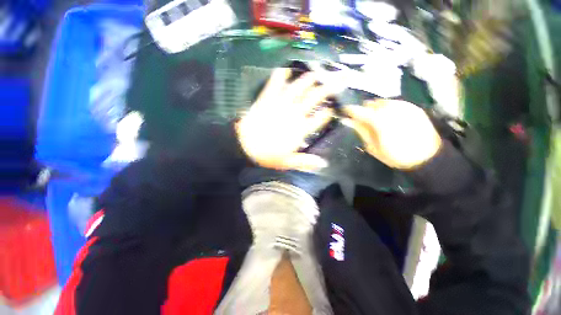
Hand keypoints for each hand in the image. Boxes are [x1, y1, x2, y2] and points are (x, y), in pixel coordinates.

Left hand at [236, 68, 338, 171]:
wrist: (244, 146)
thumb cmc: (267, 155)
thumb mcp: (287, 162)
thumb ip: (305, 162)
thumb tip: (323, 164)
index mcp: (300, 130)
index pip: (319, 119)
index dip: (327, 114)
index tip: (331, 110)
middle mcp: (294, 114)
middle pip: (313, 99)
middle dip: (326, 89)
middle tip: (334, 82)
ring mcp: (281, 104)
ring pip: (298, 88)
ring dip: (308, 80)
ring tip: (315, 74)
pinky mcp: (267, 100)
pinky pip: (274, 84)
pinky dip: (280, 76)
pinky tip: (285, 69)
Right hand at [343, 100, 441, 169]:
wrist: (427, 158)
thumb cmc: (396, 156)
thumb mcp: (373, 147)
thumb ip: (362, 131)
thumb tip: (351, 121)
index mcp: (379, 121)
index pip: (359, 111)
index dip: (350, 110)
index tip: (345, 111)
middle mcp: (391, 109)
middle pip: (372, 103)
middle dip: (365, 109)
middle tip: (364, 119)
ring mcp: (405, 107)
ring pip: (384, 101)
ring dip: (377, 108)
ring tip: (378, 118)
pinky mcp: (415, 107)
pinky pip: (396, 103)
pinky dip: (389, 108)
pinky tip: (391, 117)